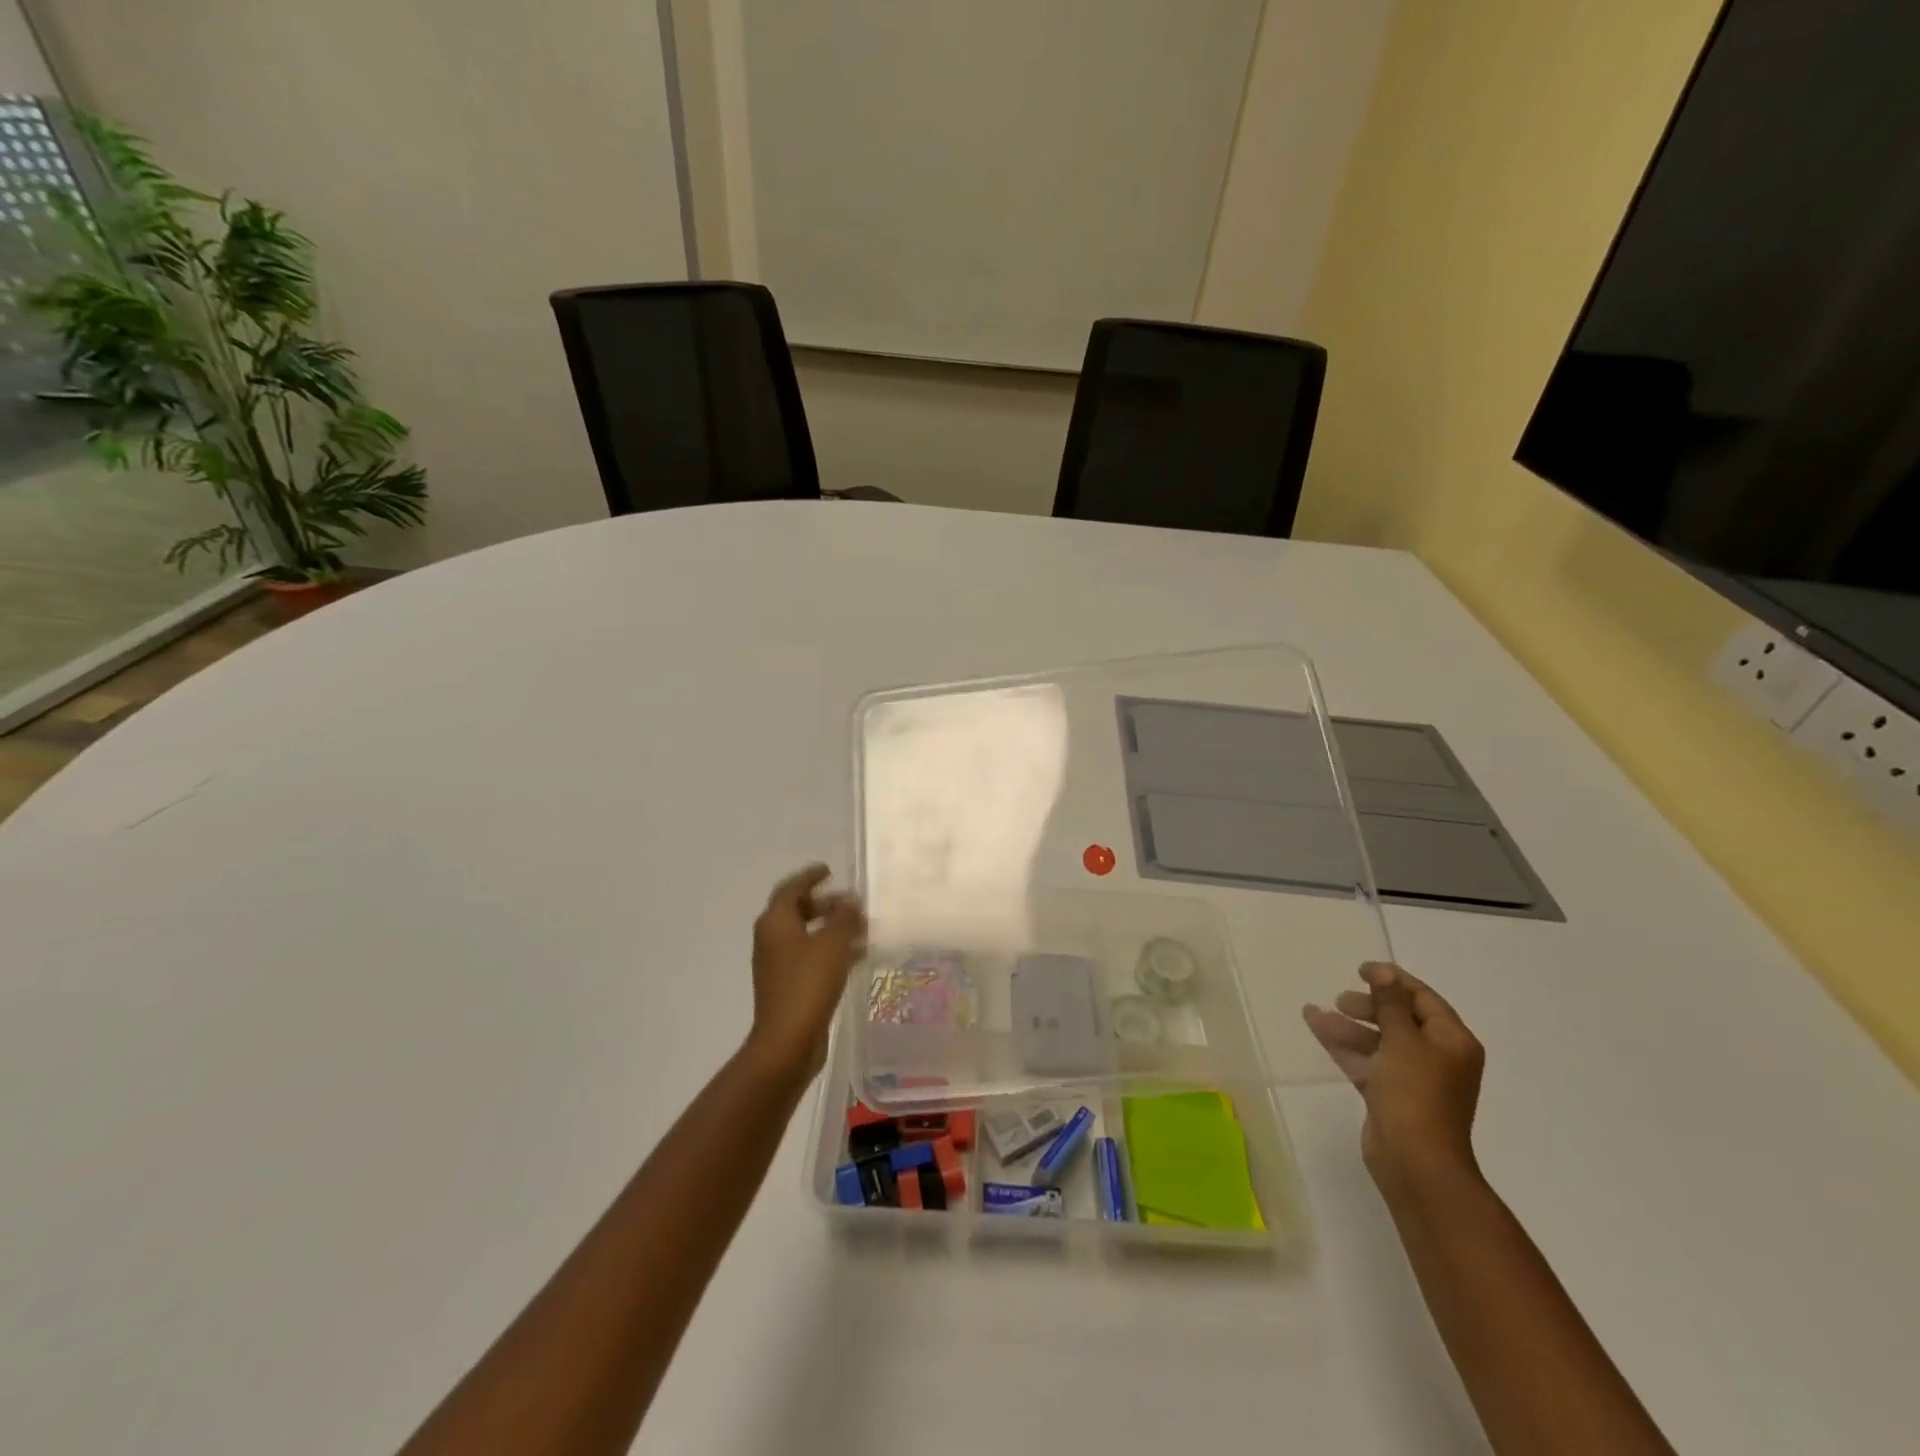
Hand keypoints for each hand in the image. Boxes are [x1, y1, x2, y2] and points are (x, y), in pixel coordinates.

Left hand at [742, 865, 867, 1085]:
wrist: (787, 1043)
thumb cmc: (808, 985)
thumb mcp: (833, 944)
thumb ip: (844, 917)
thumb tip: (850, 899)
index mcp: (776, 923)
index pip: (791, 889)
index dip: (810, 877)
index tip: (828, 870)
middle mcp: (771, 940)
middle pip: (797, 911)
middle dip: (824, 904)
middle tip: (849, 902)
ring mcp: (778, 965)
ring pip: (805, 936)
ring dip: (830, 928)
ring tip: (861, 927)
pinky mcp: (788, 986)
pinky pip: (810, 957)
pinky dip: (830, 950)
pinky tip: (856, 956)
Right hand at [1304, 962, 1484, 1197]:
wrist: (1415, 1161)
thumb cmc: (1415, 1093)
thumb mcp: (1402, 1040)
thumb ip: (1390, 1004)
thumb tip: (1383, 973)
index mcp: (1452, 1041)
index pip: (1424, 999)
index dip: (1393, 980)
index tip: (1361, 969)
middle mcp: (1437, 1057)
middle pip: (1400, 1018)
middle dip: (1369, 1005)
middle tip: (1341, 999)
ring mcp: (1413, 1078)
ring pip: (1378, 1040)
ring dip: (1349, 1025)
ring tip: (1316, 1015)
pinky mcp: (1390, 1095)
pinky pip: (1366, 1060)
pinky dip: (1345, 1046)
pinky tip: (1317, 1030)